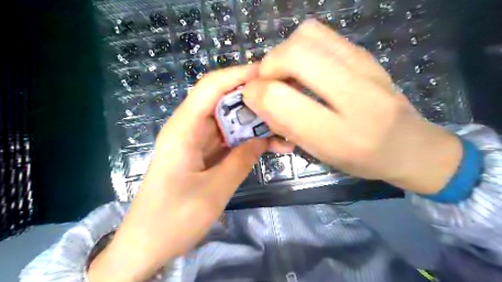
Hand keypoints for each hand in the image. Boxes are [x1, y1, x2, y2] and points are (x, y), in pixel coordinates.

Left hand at [89, 65, 294, 281]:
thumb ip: (241, 160)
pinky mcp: (202, 155)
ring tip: (285, 131)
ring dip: (254, 125)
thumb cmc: (173, 220)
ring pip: (229, 122)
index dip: (239, 75)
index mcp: (183, 129)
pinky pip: (228, 140)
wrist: (146, 246)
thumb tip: (263, 138)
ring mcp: (196, 142)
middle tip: (284, 103)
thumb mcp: (214, 191)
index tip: (269, 75)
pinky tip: (269, 146)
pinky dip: (247, 141)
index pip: (211, 87)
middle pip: (223, 102)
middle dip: (253, 100)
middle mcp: (189, 129)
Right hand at [243, 20, 462, 194]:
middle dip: (268, 66)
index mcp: (339, 134)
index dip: (256, 94)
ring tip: (287, 75)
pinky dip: (301, 47)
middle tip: (268, 83)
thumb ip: (286, 125)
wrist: (411, 146)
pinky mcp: (366, 54)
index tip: (252, 99)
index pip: (280, 98)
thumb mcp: (320, 153)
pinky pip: (321, 35)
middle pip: (294, 53)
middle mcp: (356, 95)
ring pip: (306, 36)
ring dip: (284, 53)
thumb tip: (258, 97)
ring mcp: (365, 67)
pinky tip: (306, 68)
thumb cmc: (362, 159)